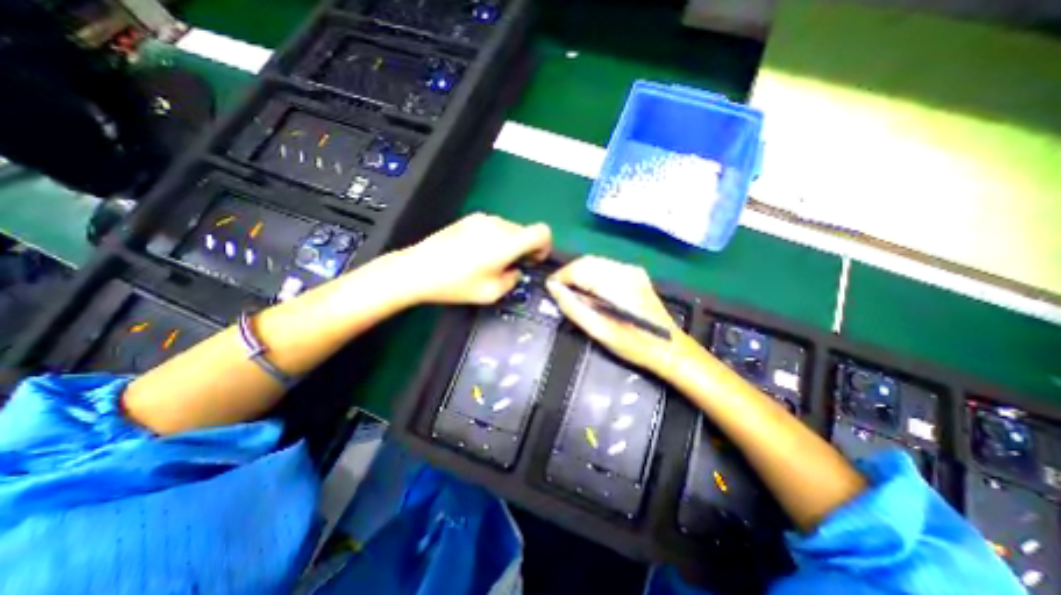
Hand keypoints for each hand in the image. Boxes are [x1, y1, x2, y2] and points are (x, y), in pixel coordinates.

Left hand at [390, 215, 555, 303]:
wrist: (418, 269)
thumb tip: (515, 271)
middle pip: (525, 231)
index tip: (532, 260)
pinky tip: (477, 253)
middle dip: (524, 248)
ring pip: (509, 229)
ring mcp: (482, 219)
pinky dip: (495, 238)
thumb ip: (512, 280)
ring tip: (491, 262)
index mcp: (508, 243)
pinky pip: (493, 226)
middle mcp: (498, 225)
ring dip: (509, 243)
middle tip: (510, 267)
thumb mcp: (491, 293)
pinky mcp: (469, 219)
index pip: (542, 232)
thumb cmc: (456, 284)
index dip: (544, 246)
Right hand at [542, 257, 684, 374]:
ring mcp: (632, 270)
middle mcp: (624, 270)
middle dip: (568, 274)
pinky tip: (590, 289)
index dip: (560, 277)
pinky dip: (592, 274)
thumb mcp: (598, 330)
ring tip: (572, 292)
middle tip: (558, 291)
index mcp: (615, 284)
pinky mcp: (635, 273)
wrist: (669, 347)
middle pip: (586, 261)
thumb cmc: (632, 344)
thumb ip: (573, 306)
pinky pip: (605, 266)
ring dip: (579, 273)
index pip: (578, 269)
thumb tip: (553, 288)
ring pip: (595, 262)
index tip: (550, 289)